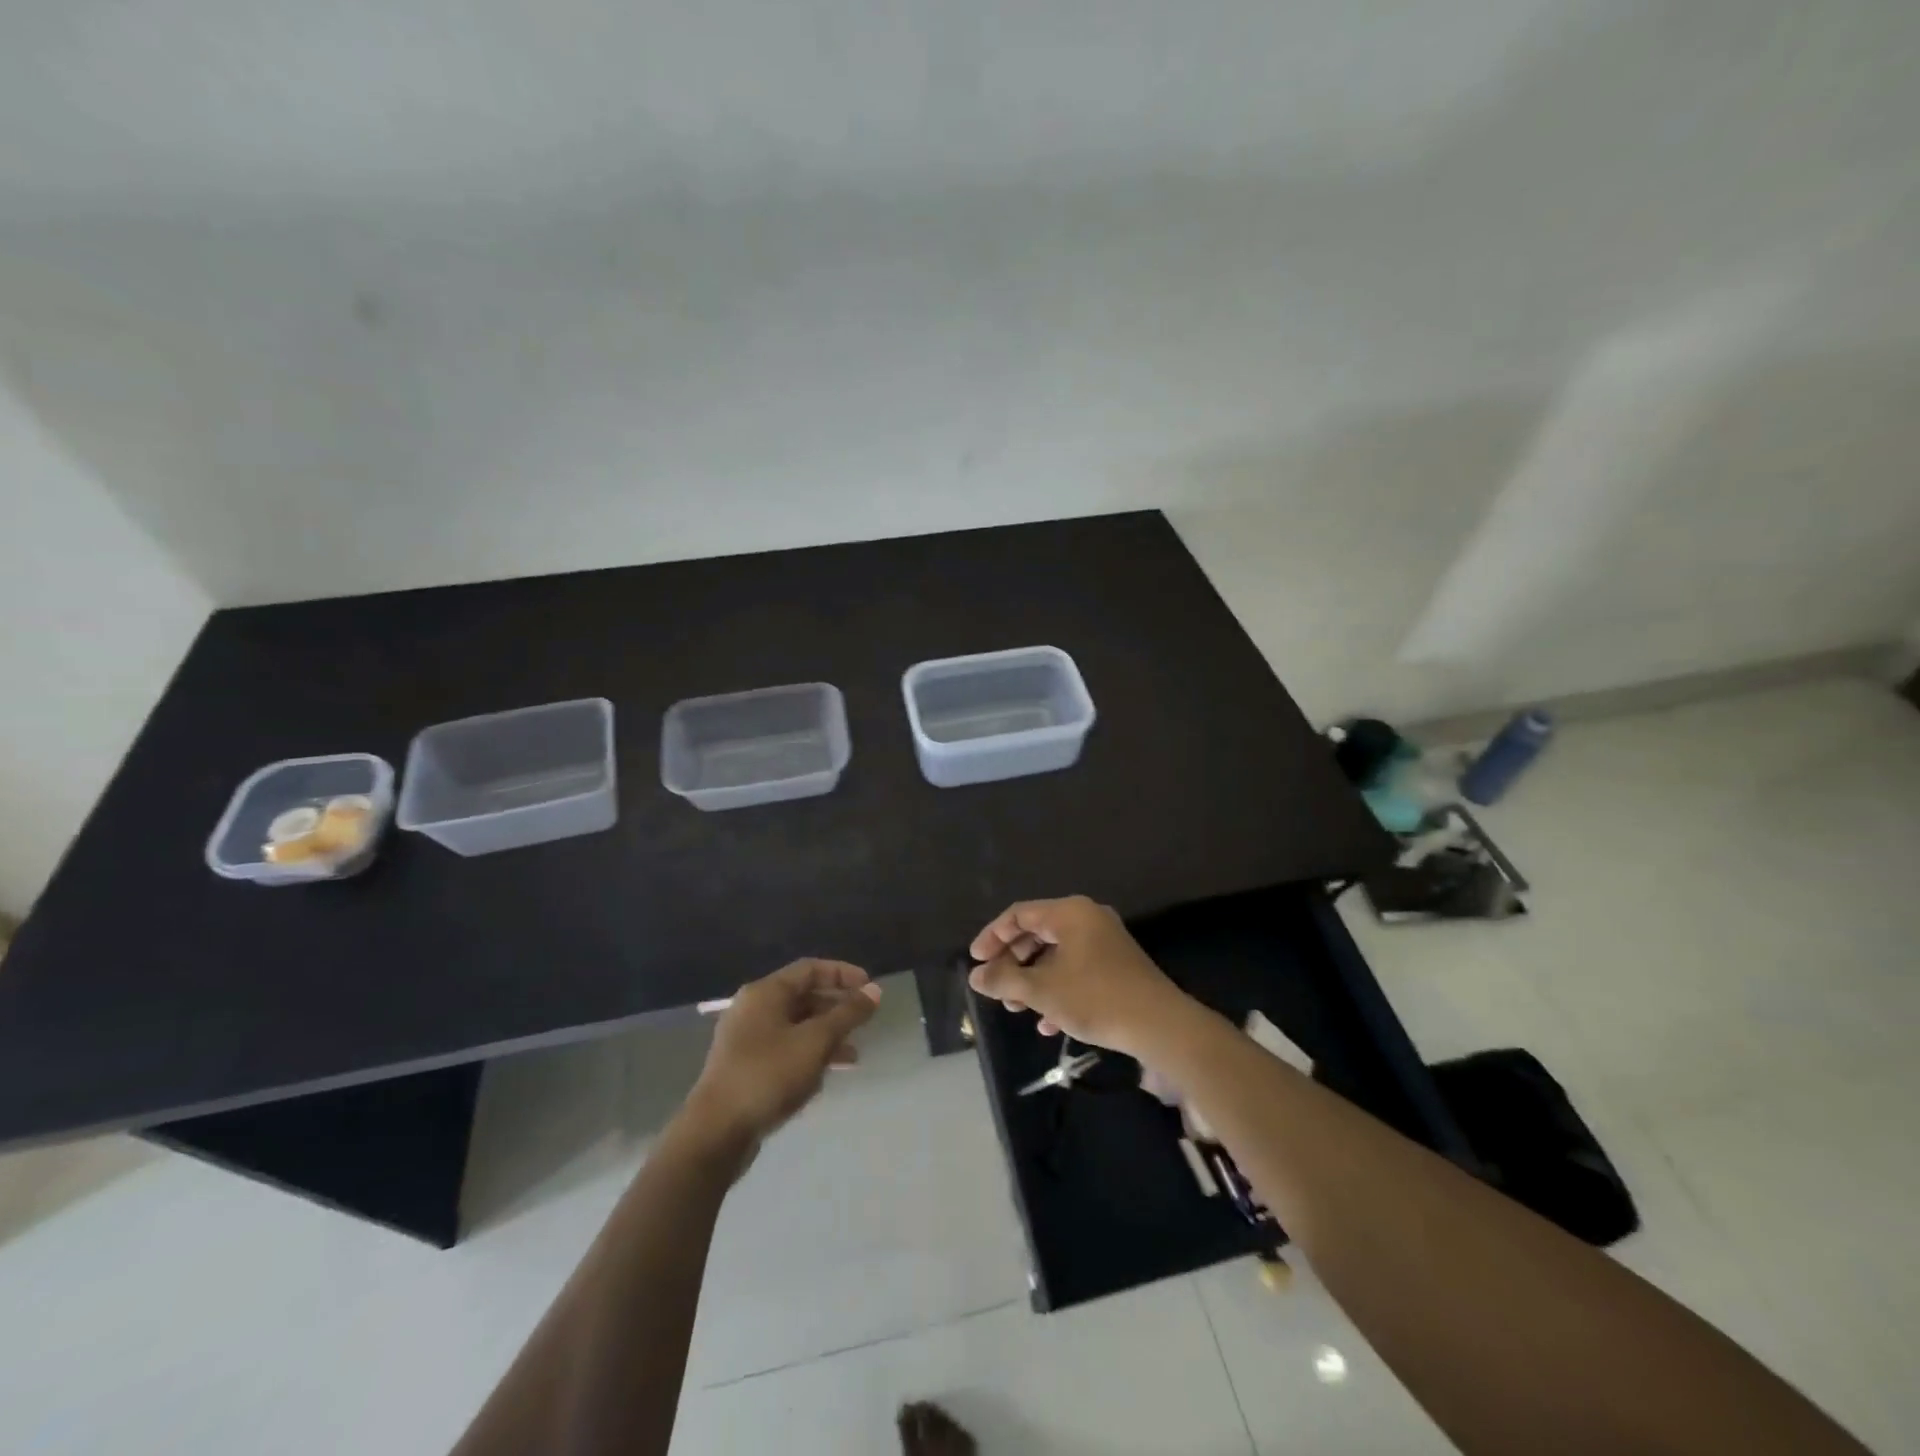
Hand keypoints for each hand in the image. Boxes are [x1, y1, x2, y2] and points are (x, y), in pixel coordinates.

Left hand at [686, 959, 880, 1148]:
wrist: (715, 1133)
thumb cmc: (768, 1075)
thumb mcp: (815, 1041)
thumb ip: (847, 1014)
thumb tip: (875, 990)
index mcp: (765, 993)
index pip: (810, 969)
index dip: (843, 974)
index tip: (870, 988)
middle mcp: (753, 1009)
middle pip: (803, 997)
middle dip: (837, 1008)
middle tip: (865, 1022)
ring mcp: (747, 1040)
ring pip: (796, 1027)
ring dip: (827, 1037)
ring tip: (854, 1056)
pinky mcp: (746, 1068)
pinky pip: (786, 1050)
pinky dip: (809, 1056)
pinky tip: (826, 1076)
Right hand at [967, 896, 1189, 1058]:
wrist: (1159, 1025)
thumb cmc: (1095, 998)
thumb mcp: (1042, 990)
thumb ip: (1004, 980)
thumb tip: (976, 976)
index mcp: (1069, 913)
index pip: (1019, 914)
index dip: (992, 936)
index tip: (976, 962)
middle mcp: (1087, 918)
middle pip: (1037, 932)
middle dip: (1013, 962)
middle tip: (995, 987)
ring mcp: (1104, 941)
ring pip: (1056, 954)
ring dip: (1032, 980)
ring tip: (1016, 1008)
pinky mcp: (1116, 965)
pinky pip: (1076, 968)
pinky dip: (1057, 989)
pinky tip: (1047, 1023)